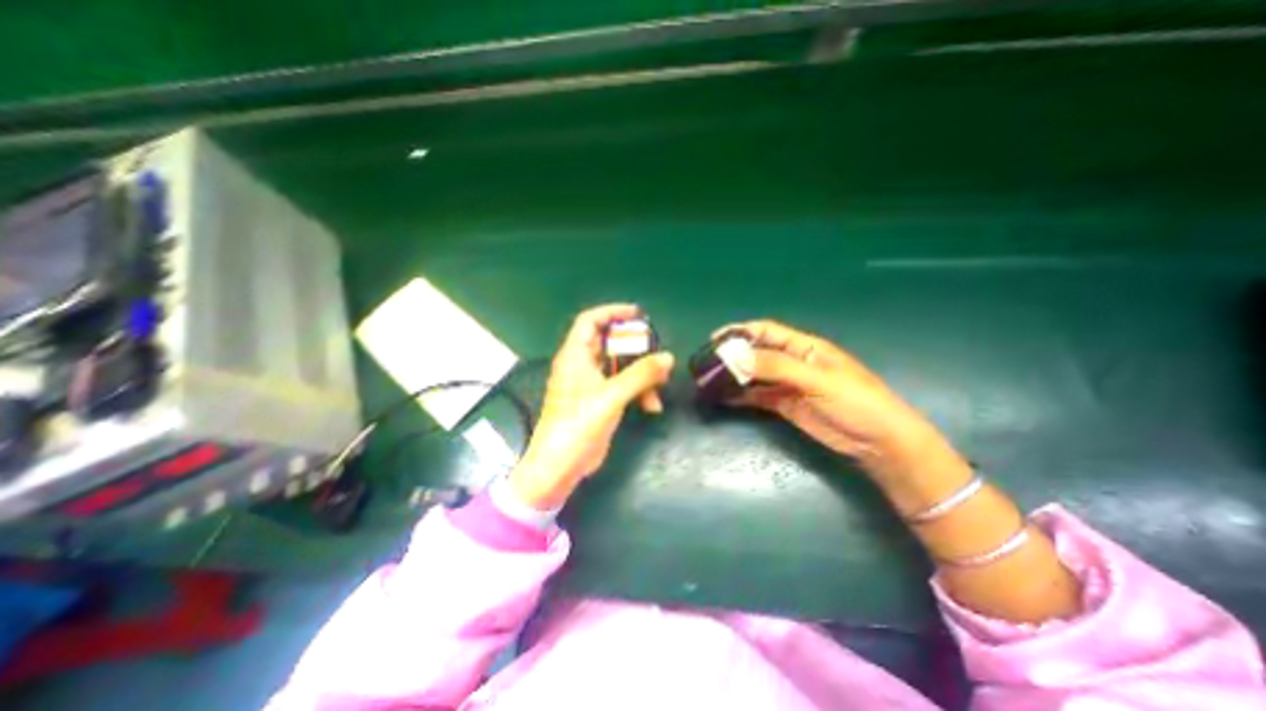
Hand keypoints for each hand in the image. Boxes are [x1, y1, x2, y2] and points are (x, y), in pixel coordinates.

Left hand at [512, 305, 676, 511]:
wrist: (561, 465)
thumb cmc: (579, 424)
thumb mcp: (612, 396)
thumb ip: (640, 375)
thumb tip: (668, 357)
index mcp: (575, 355)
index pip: (590, 321)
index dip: (612, 312)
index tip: (638, 314)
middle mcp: (582, 365)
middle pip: (610, 343)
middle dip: (635, 348)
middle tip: (657, 353)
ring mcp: (591, 384)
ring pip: (620, 366)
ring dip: (640, 374)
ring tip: (660, 385)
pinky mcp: (600, 401)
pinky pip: (622, 386)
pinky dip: (638, 391)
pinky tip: (651, 407)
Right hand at [718, 322, 954, 483]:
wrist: (878, 442)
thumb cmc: (855, 401)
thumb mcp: (816, 380)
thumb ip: (776, 366)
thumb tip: (736, 356)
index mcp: (804, 347)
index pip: (767, 331)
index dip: (741, 331)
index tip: (715, 339)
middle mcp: (792, 362)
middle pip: (757, 353)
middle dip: (733, 355)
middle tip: (707, 364)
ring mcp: (787, 385)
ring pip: (754, 375)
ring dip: (734, 376)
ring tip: (709, 381)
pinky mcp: (785, 405)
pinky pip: (757, 396)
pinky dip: (741, 396)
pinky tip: (723, 398)